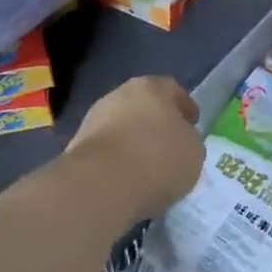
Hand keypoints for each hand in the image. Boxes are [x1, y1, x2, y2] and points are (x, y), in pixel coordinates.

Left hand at [68, 76, 204, 221]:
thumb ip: (188, 140)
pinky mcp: (77, 146)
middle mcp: (120, 94)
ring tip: (148, 166)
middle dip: (156, 123)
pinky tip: (127, 178)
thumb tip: (177, 142)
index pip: (173, 90)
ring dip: (134, 141)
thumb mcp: (193, 151)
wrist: (101, 184)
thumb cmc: (157, 159)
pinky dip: (117, 160)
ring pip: (122, 126)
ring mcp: (94, 119)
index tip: (192, 124)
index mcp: (152, 87)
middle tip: (169, 144)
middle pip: (144, 106)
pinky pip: (107, 150)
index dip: (185, 107)